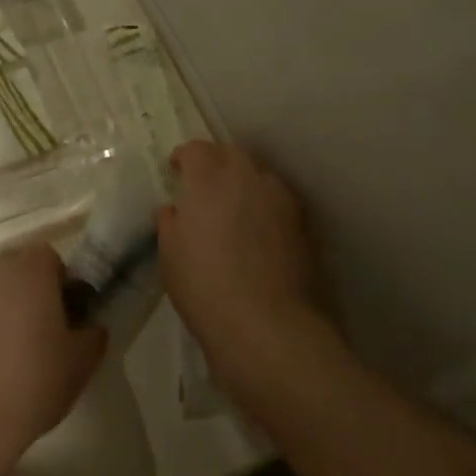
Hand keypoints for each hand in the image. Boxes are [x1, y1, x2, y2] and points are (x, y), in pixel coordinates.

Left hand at [0, 244, 105, 472]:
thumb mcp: (83, 361)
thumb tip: (89, 326)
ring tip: (16, 350)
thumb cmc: (37, 380)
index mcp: (30, 273)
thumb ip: (93, 334)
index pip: (49, 256)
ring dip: (5, 309)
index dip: (61, 280)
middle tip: (45, 327)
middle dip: (31, 289)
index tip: (67, 312)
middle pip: (17, 268)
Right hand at [159, 141, 336, 399]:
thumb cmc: (205, 288)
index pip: (195, 149)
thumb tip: (176, 209)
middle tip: (204, 193)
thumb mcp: (170, 255)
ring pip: (259, 178)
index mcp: (209, 177)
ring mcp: (282, 198)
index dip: (184, 159)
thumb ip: (171, 222)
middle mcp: (248, 176)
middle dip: (216, 166)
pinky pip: (279, 204)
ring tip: (234, 216)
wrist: (269, 327)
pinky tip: (258, 239)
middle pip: (231, 155)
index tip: (176, 173)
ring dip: (244, 188)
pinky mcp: (305, 223)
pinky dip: (266, 212)